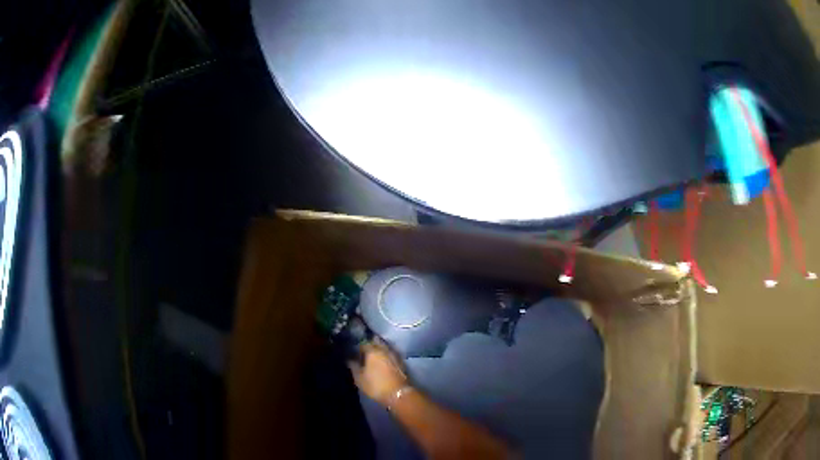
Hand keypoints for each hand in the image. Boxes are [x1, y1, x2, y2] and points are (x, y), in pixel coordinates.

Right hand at [348, 339, 407, 405]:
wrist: (398, 393)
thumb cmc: (376, 386)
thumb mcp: (359, 378)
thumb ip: (353, 366)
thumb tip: (350, 359)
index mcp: (372, 351)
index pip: (363, 343)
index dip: (358, 347)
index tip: (355, 351)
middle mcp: (383, 349)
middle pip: (375, 342)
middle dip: (370, 344)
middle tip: (364, 351)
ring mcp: (394, 354)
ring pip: (384, 346)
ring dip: (379, 348)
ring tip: (373, 355)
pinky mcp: (401, 361)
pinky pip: (391, 353)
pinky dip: (386, 354)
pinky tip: (383, 360)